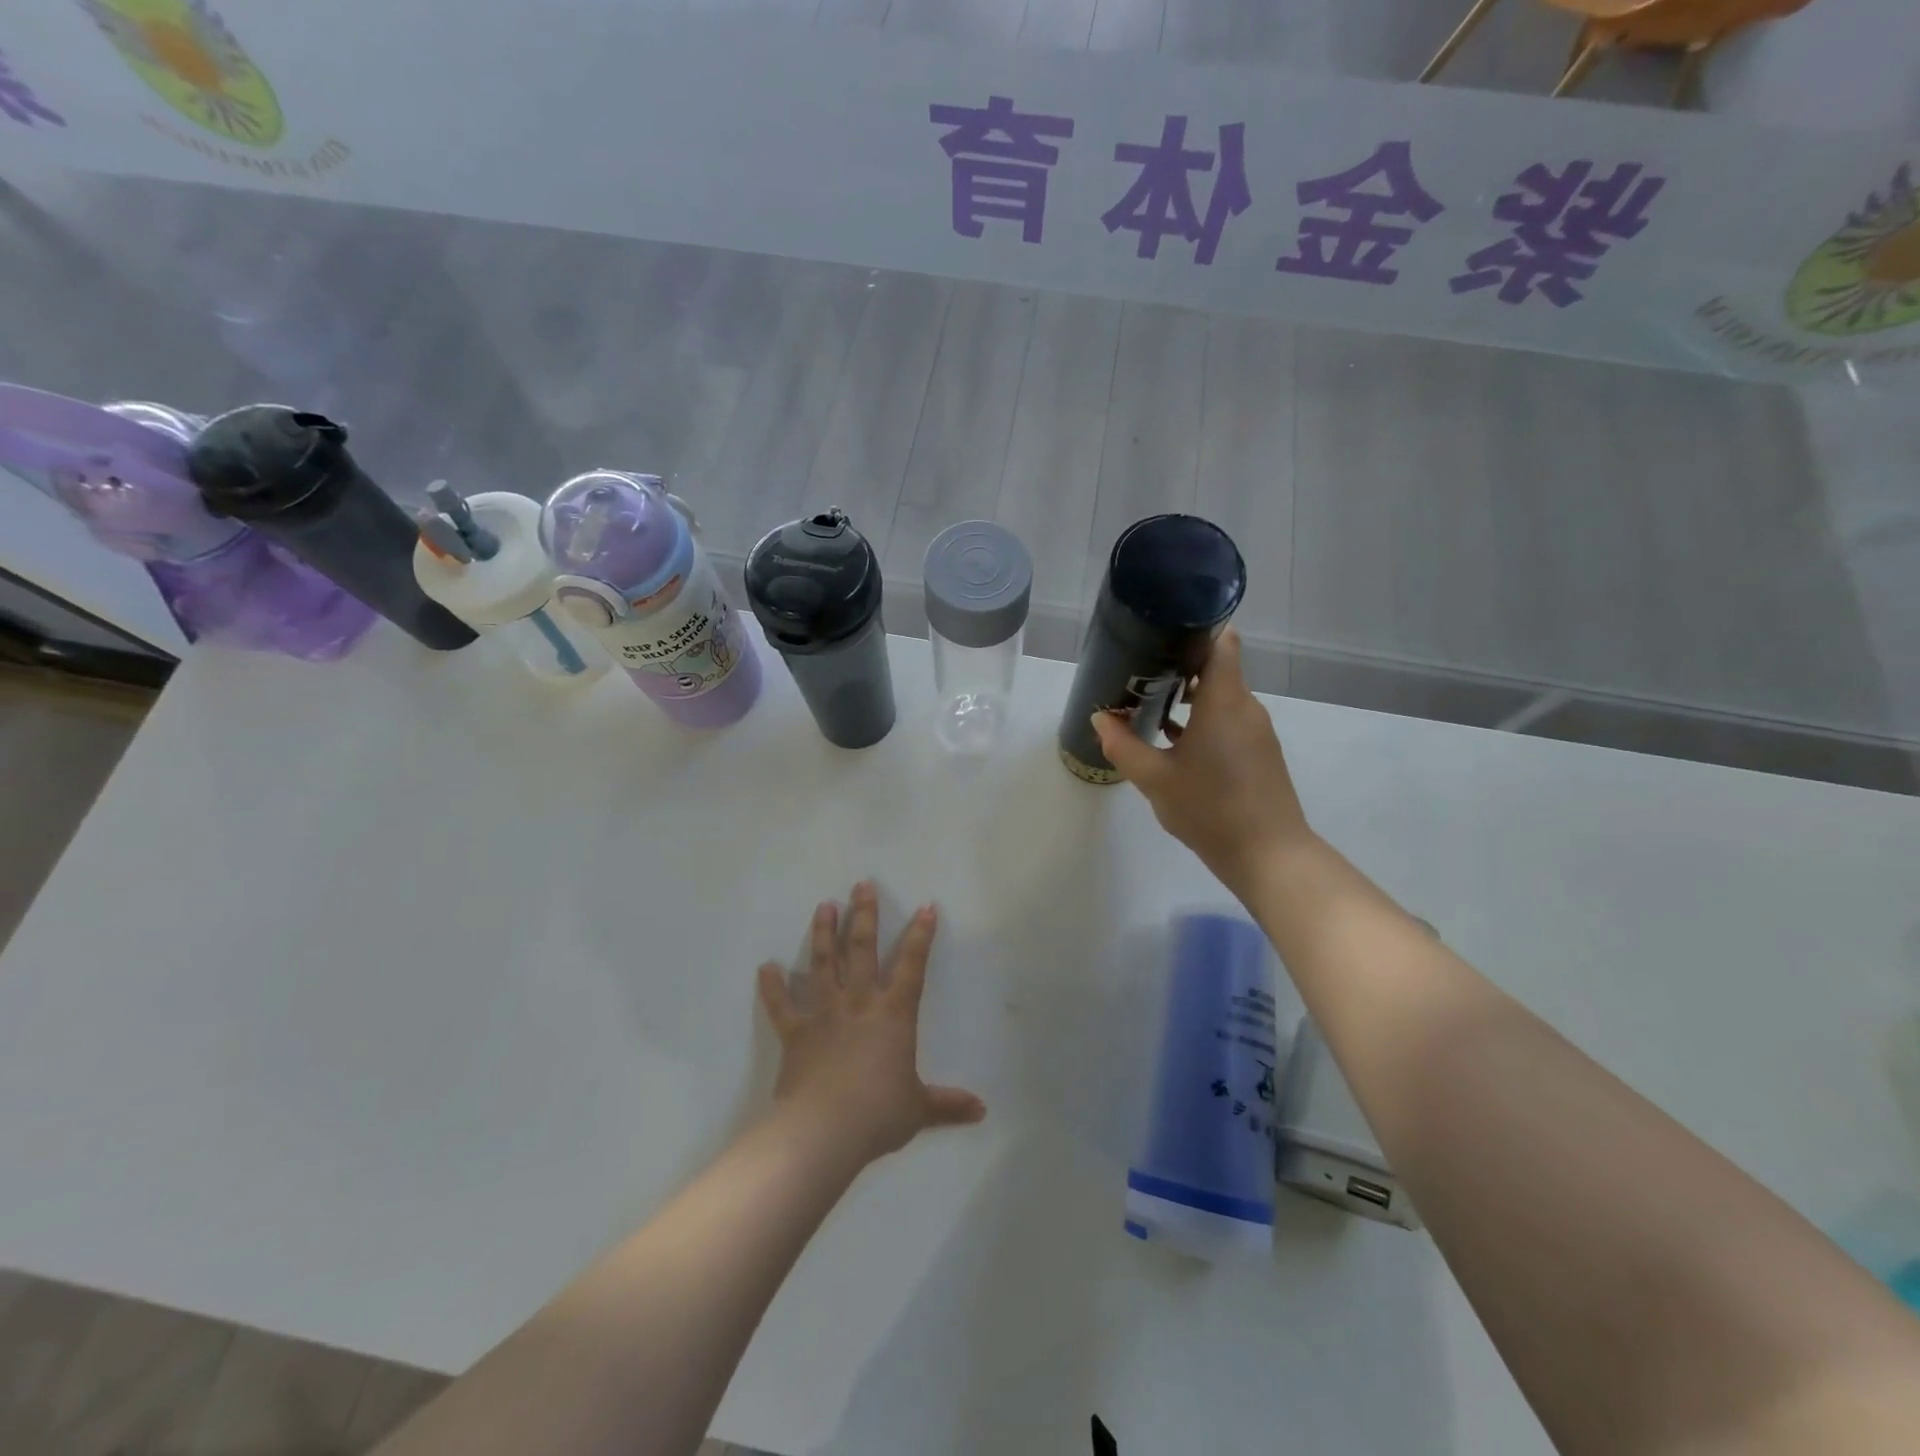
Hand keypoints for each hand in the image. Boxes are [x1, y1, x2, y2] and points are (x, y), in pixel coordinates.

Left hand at [756, 881, 985, 1165]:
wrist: (825, 1130)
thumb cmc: (878, 1114)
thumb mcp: (918, 1109)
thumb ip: (948, 1104)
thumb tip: (982, 1111)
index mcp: (893, 1014)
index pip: (912, 965)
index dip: (920, 935)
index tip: (925, 907)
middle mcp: (859, 1003)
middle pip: (862, 949)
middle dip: (864, 914)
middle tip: (862, 884)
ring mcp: (824, 1013)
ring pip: (823, 964)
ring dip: (823, 933)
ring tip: (824, 906)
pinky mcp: (796, 1032)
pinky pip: (781, 1005)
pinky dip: (772, 986)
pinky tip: (766, 967)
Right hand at [1091, 628, 1314, 893]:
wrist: (1268, 856)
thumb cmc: (1210, 808)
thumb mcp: (1155, 779)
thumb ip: (1123, 745)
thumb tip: (1100, 719)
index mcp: (1224, 701)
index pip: (1220, 641)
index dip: (1193, 630)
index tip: (1159, 635)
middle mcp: (1246, 707)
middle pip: (1216, 668)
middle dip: (1178, 666)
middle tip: (1138, 673)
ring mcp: (1256, 731)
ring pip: (1221, 697)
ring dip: (1188, 697)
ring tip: (1148, 705)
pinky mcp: (1258, 753)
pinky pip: (1228, 720)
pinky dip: (1202, 720)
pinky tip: (1172, 740)